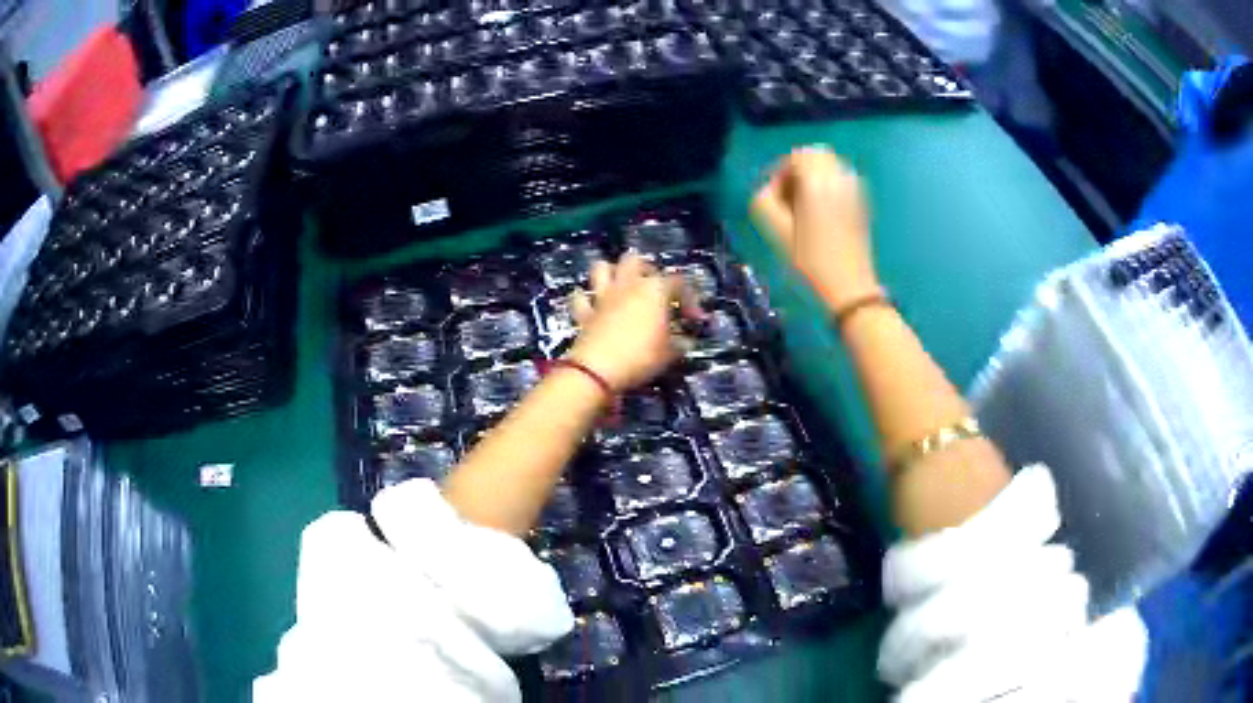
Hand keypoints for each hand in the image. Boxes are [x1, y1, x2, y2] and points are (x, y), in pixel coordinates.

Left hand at [567, 253, 701, 391]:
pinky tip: (592, 305)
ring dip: (611, 273)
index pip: (678, 282)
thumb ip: (680, 343)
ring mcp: (602, 297)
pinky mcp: (584, 313)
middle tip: (655, 291)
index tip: (693, 320)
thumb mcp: (670, 353)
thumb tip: (685, 341)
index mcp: (654, 290)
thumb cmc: (641, 357)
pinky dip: (585, 298)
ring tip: (620, 287)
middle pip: (636, 260)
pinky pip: (581, 297)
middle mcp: (628, 285)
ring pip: (602, 267)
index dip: (689, 298)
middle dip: (646, 270)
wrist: (597, 370)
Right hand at [752, 146, 881, 309]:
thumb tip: (769, 188)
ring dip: (814, 176)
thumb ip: (764, 200)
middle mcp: (838, 178)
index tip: (774, 199)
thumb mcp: (776, 232)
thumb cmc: (810, 262)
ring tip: (804, 204)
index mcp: (816, 182)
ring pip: (831, 165)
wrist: (850, 288)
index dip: (780, 174)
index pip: (795, 158)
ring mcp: (854, 189)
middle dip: (798, 170)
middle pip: (815, 155)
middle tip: (789, 197)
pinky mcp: (862, 203)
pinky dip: (829, 184)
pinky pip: (843, 179)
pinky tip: (822, 210)